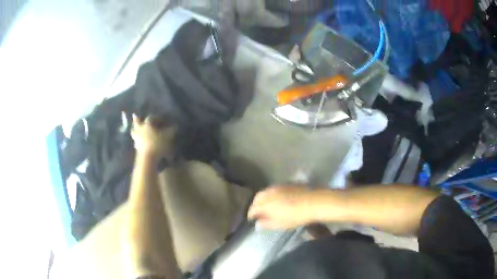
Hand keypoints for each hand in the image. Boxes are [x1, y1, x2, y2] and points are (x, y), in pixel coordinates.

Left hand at [131, 114, 175, 158]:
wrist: (148, 158)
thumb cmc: (158, 145)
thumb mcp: (168, 137)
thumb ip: (171, 130)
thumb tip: (175, 125)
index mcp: (148, 124)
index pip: (152, 118)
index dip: (158, 118)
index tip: (163, 121)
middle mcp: (140, 129)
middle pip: (137, 121)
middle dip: (137, 118)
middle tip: (135, 115)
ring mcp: (137, 138)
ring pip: (133, 131)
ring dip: (134, 128)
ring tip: (135, 128)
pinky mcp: (136, 146)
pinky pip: (135, 140)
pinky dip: (136, 138)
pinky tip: (138, 140)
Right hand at [247, 186, 315, 229]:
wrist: (313, 202)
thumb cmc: (296, 216)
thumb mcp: (280, 224)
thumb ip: (266, 223)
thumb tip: (257, 224)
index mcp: (265, 203)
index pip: (253, 208)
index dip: (251, 214)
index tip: (252, 219)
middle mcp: (269, 193)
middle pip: (257, 198)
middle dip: (255, 205)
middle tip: (258, 212)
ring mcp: (278, 186)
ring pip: (265, 192)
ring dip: (263, 198)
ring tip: (267, 206)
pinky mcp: (286, 183)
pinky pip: (274, 188)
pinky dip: (271, 194)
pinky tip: (277, 199)